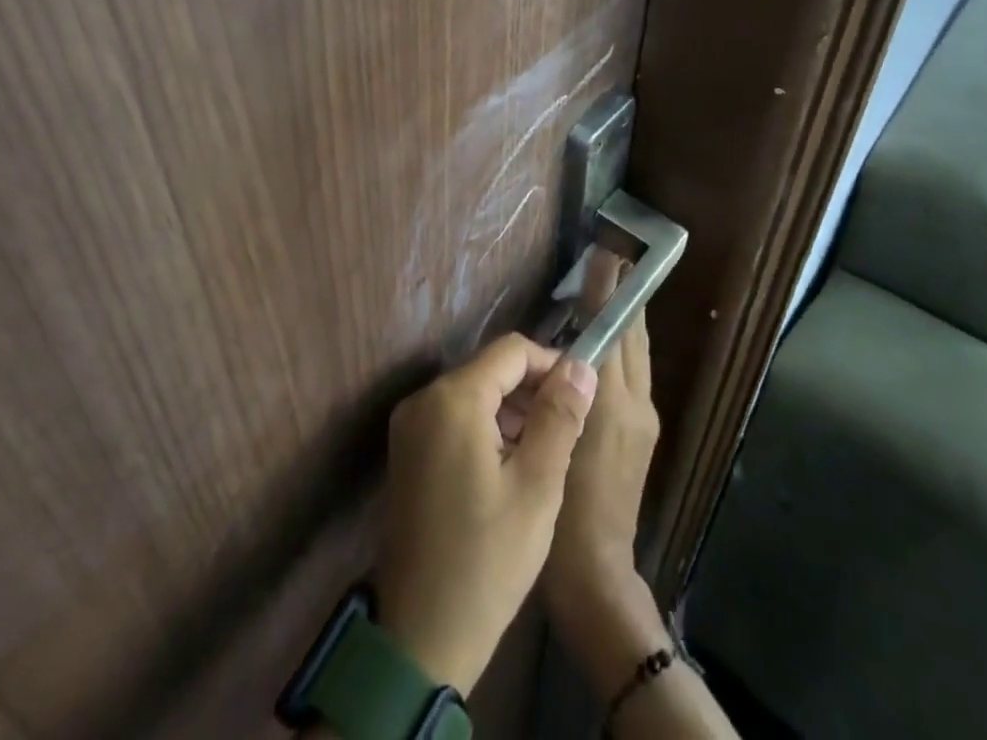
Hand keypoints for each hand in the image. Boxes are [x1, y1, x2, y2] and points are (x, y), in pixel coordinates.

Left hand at [375, 333, 597, 694]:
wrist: (420, 636)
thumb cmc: (487, 560)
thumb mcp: (537, 486)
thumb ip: (559, 417)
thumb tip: (580, 365)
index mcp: (453, 398)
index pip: (511, 351)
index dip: (551, 364)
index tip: (581, 397)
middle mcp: (423, 399)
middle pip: (489, 369)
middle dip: (531, 390)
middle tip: (566, 431)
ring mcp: (409, 425)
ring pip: (472, 393)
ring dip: (510, 411)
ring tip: (544, 453)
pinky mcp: (406, 451)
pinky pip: (453, 418)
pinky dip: (485, 428)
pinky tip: (509, 467)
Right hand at [543, 254, 669, 695]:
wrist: (597, 574)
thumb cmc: (563, 508)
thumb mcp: (554, 441)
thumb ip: (562, 390)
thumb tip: (564, 346)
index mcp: (614, 402)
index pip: (612, 330)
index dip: (607, 291)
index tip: (606, 254)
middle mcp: (637, 403)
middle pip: (633, 337)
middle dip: (623, 297)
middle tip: (610, 260)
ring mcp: (644, 421)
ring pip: (636, 355)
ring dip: (624, 321)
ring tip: (606, 292)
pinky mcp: (642, 436)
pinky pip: (632, 375)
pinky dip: (621, 348)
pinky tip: (600, 347)